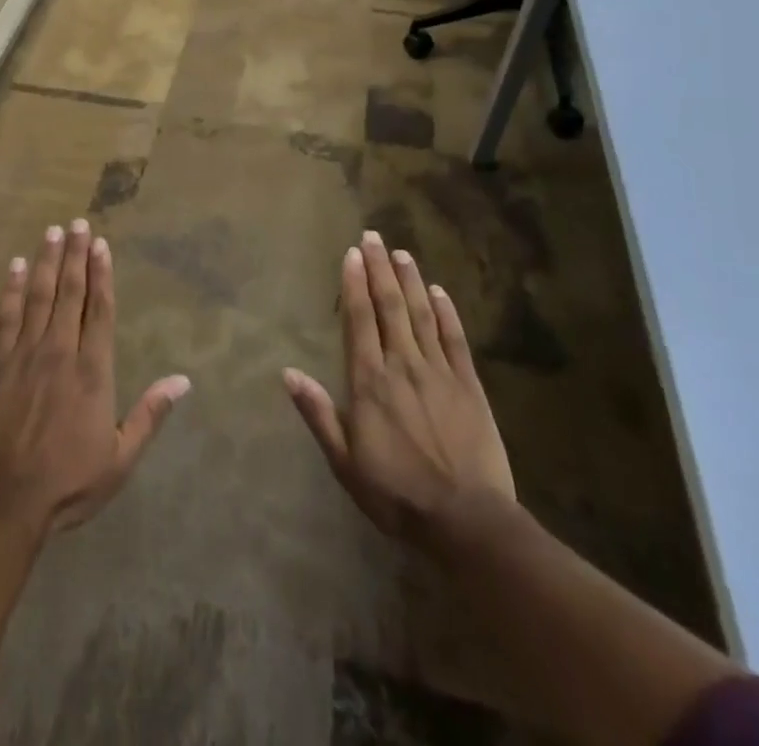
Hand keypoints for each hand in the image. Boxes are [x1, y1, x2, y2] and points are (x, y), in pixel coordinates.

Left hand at [0, 218, 189, 537]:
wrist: (2, 503)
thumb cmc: (67, 483)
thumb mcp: (120, 458)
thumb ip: (150, 414)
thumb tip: (183, 381)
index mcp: (92, 372)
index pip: (99, 310)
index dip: (102, 274)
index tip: (102, 245)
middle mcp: (59, 352)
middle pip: (70, 293)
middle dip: (76, 255)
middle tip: (79, 223)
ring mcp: (23, 355)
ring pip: (39, 296)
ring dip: (48, 261)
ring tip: (54, 232)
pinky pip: (5, 316)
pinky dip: (12, 288)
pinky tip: (17, 266)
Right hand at [284, 230, 514, 545]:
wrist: (468, 522)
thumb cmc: (397, 494)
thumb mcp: (345, 462)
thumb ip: (318, 414)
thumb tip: (288, 372)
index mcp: (370, 381)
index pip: (360, 320)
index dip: (354, 284)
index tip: (351, 253)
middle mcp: (403, 365)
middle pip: (390, 306)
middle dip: (380, 268)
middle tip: (373, 236)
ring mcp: (440, 372)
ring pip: (421, 314)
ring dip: (410, 280)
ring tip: (401, 252)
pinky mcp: (470, 385)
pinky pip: (456, 339)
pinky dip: (446, 312)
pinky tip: (439, 291)